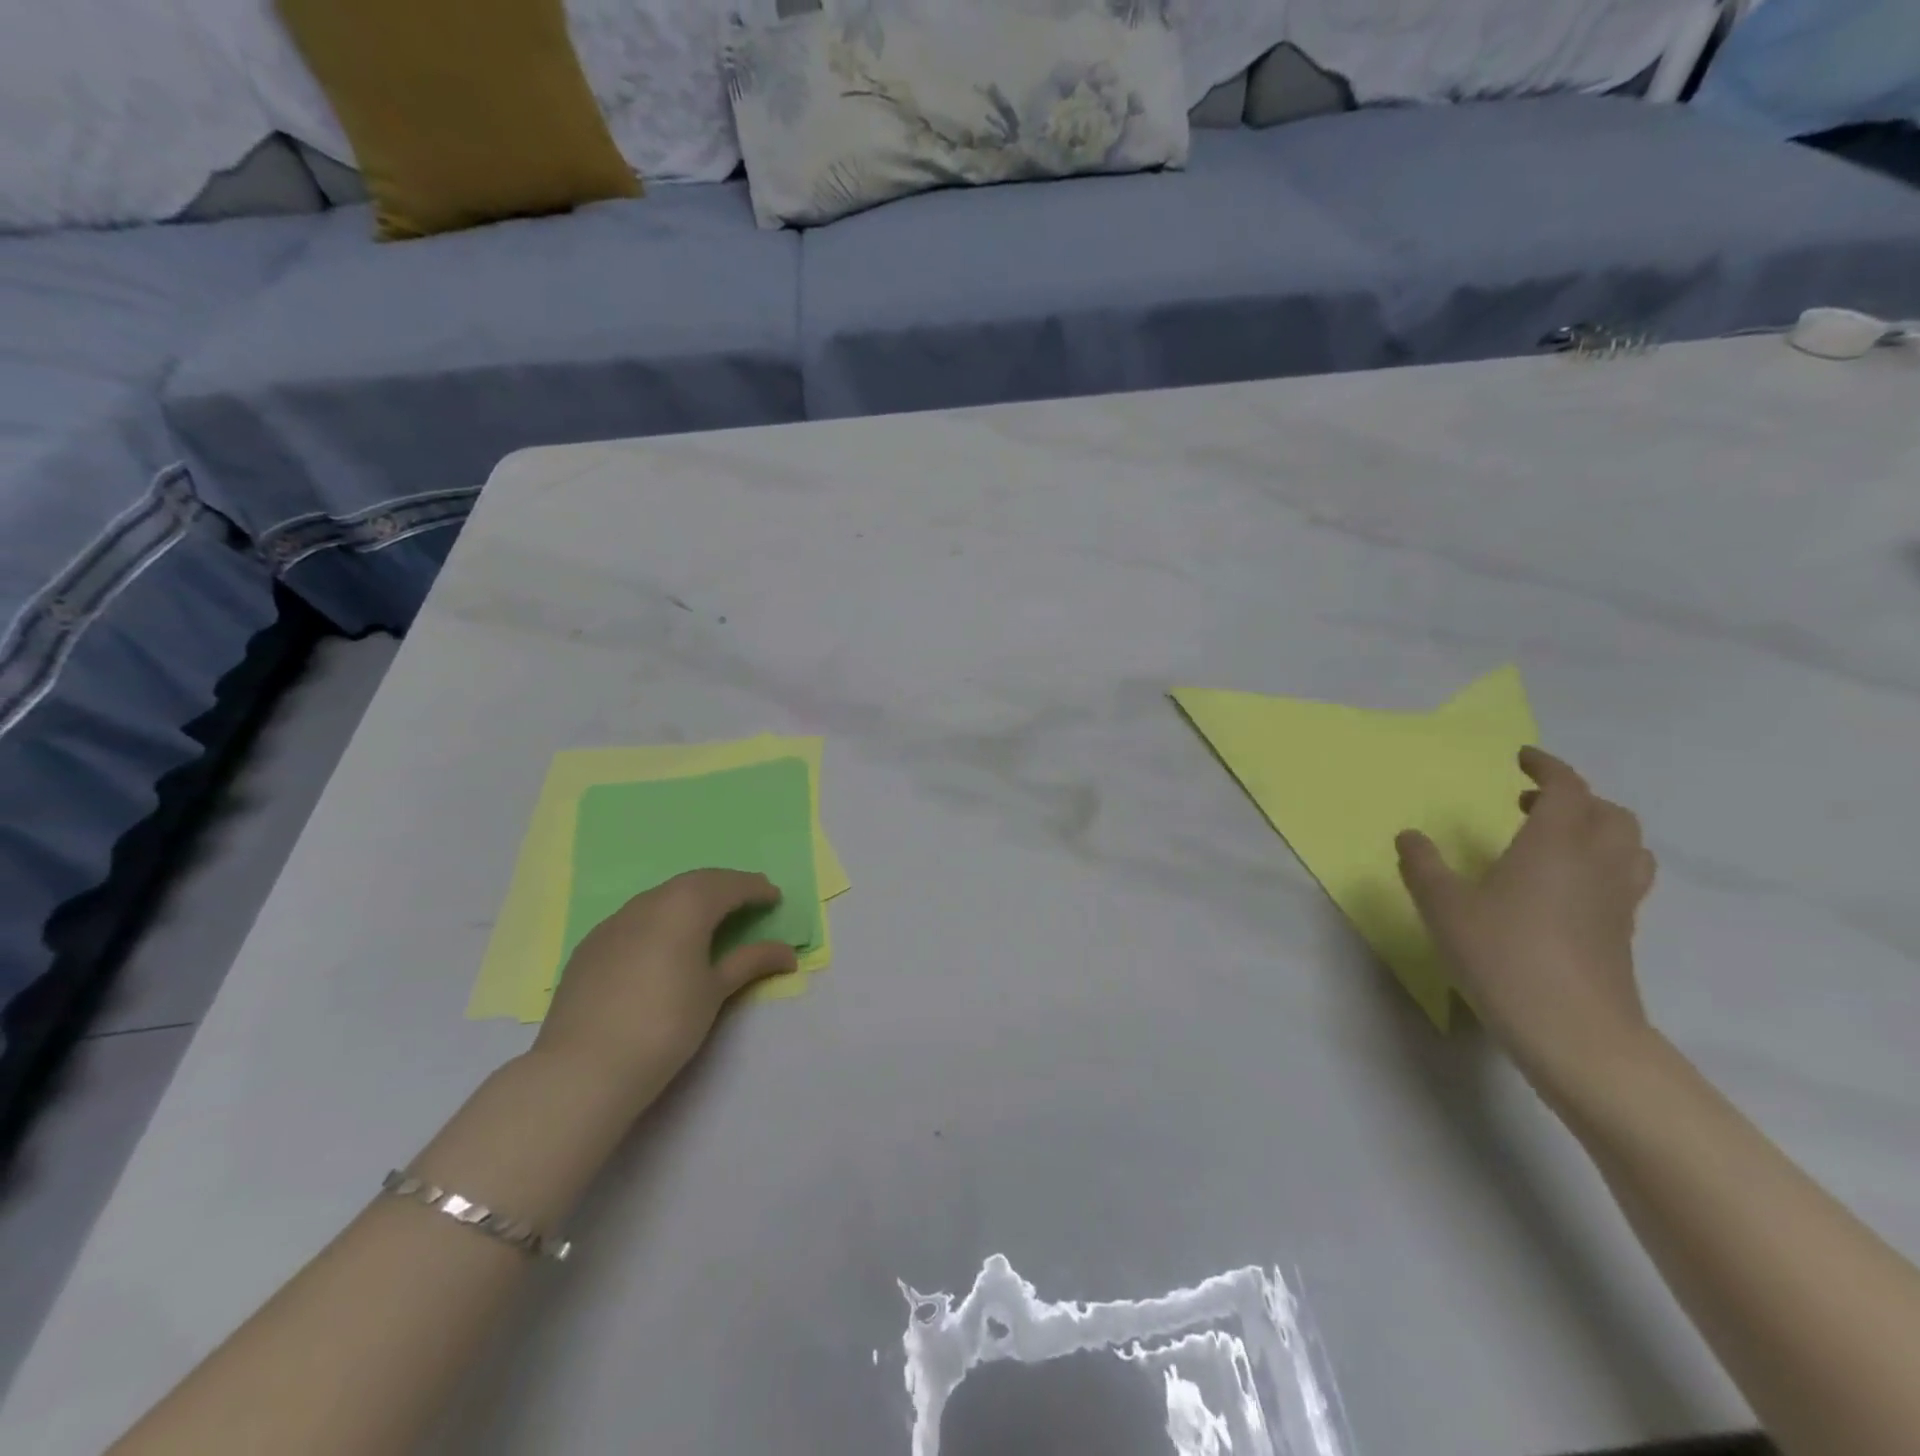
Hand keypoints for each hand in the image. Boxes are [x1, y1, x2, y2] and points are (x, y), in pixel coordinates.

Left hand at [533, 869, 797, 1106]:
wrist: (583, 1067)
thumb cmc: (665, 1024)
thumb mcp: (715, 992)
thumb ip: (750, 962)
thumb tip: (787, 953)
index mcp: (685, 906)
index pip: (728, 885)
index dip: (754, 888)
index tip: (774, 897)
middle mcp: (649, 902)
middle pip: (694, 883)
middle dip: (725, 886)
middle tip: (749, 898)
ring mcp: (614, 922)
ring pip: (662, 897)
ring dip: (691, 899)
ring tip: (711, 918)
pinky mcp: (591, 945)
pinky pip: (636, 917)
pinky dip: (661, 918)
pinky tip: (664, 942)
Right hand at [1396, 747, 1659, 1100]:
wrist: (1574, 1031)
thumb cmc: (1503, 955)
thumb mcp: (1443, 907)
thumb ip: (1423, 866)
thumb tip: (1410, 836)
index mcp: (1554, 844)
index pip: (1567, 789)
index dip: (1547, 768)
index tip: (1521, 759)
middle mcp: (1595, 863)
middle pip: (1608, 813)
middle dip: (1574, 798)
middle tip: (1529, 803)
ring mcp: (1616, 900)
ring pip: (1626, 846)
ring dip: (1596, 830)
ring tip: (1554, 840)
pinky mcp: (1621, 932)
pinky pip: (1623, 879)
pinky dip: (1600, 864)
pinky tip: (1562, 888)